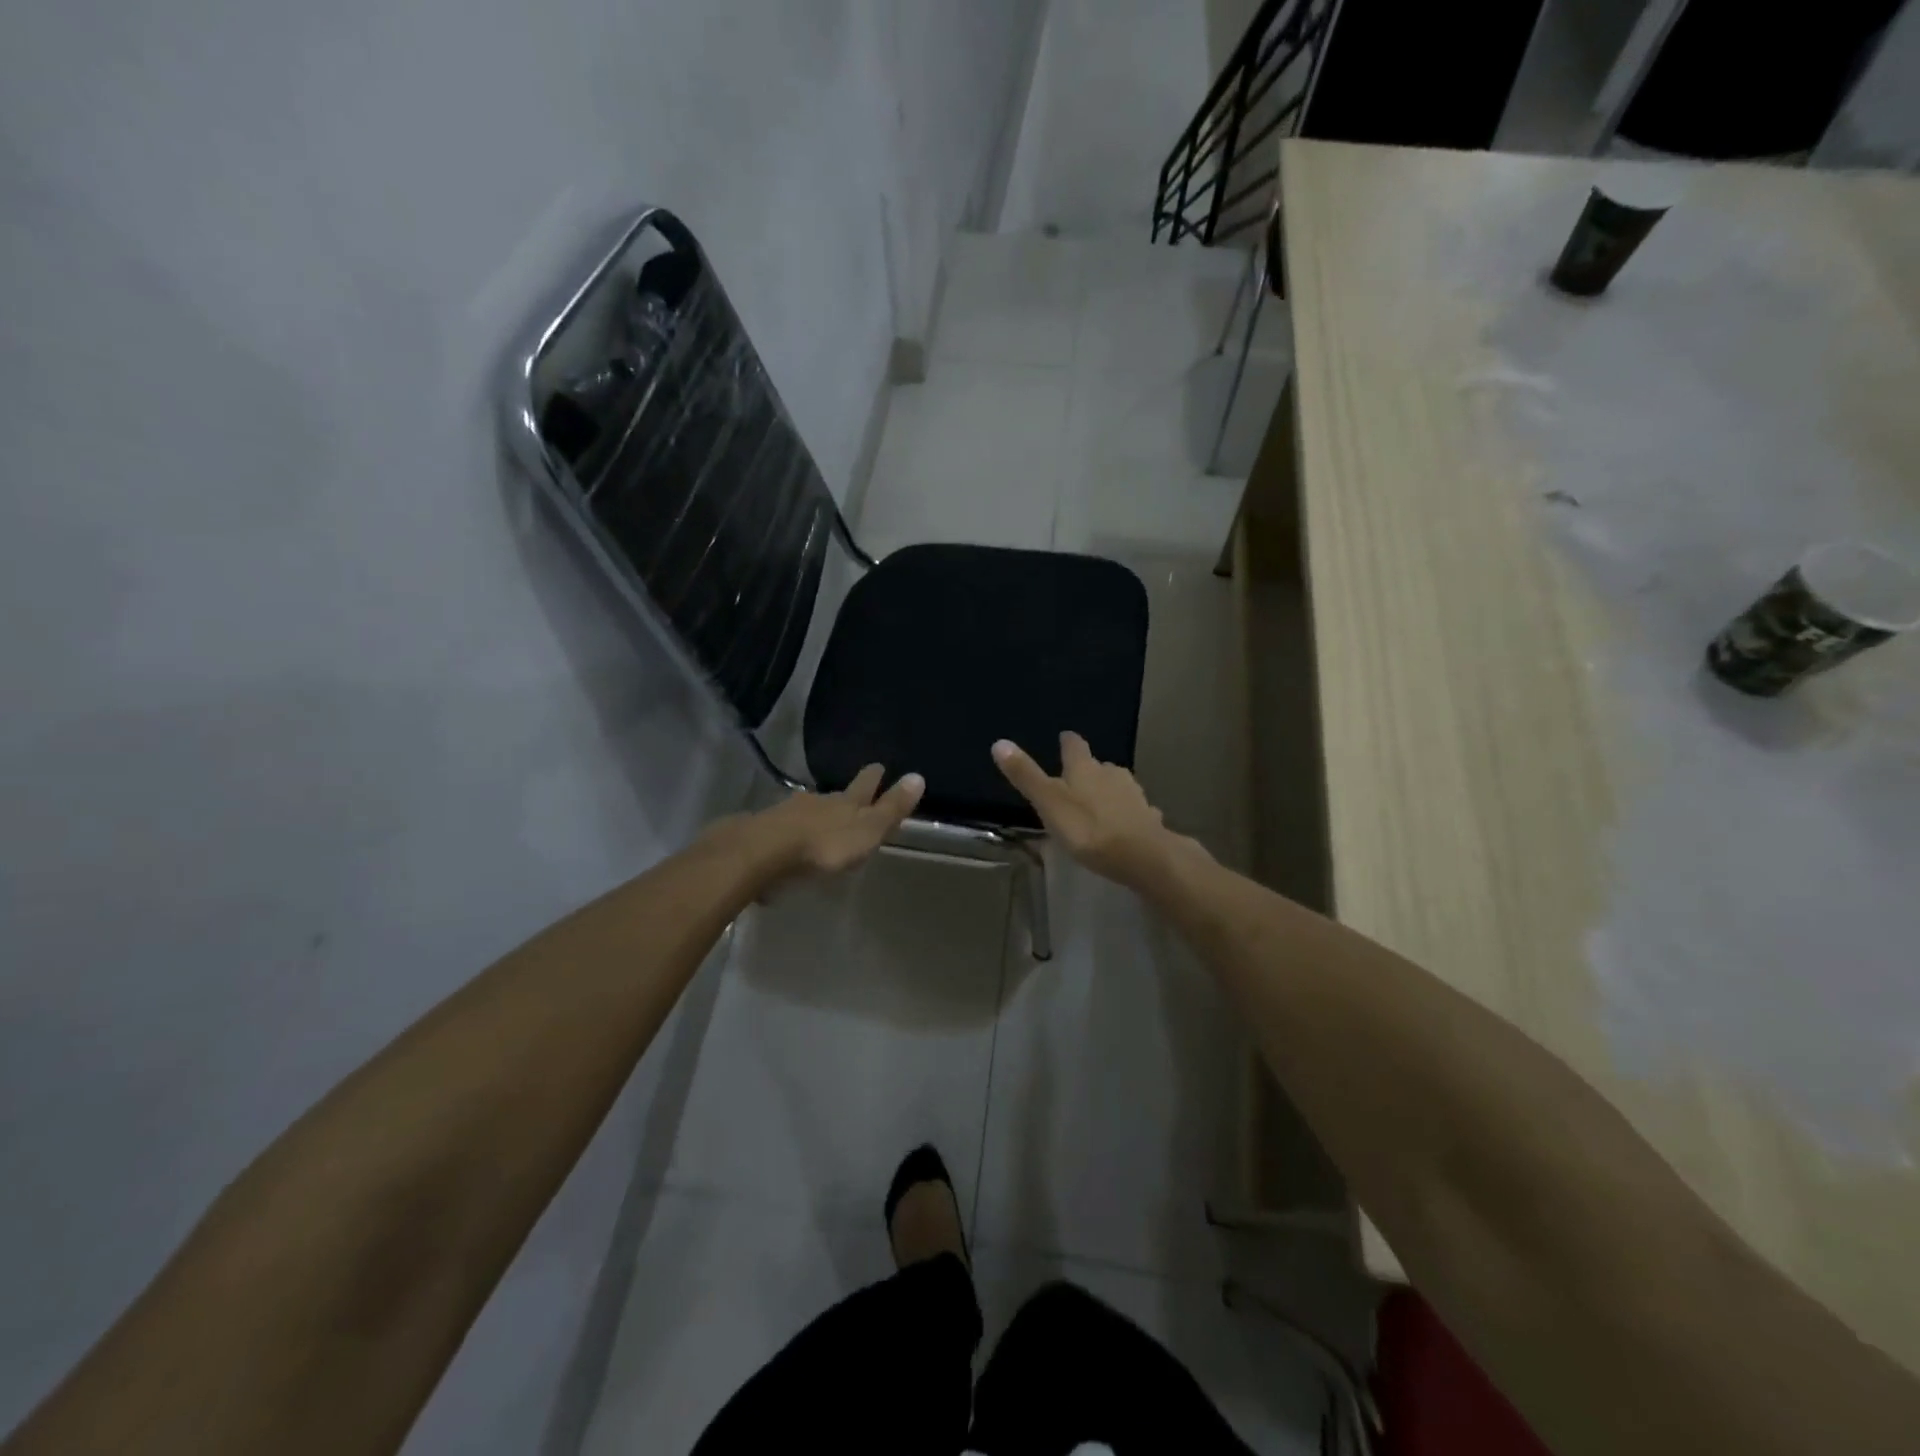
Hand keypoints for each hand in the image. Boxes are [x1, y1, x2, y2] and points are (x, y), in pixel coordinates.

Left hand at [738, 764, 924, 884]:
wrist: (761, 853)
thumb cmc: (823, 846)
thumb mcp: (866, 830)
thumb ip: (891, 808)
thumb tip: (918, 776)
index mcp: (845, 803)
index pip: (864, 786)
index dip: (873, 778)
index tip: (879, 766)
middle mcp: (816, 803)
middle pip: (834, 797)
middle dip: (843, 797)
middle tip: (850, 796)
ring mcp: (787, 814)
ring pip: (807, 810)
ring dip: (815, 815)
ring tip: (820, 821)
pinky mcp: (763, 832)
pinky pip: (784, 827)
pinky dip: (791, 832)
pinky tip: (790, 841)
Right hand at [991, 733, 1203, 888]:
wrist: (1142, 856)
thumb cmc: (1088, 828)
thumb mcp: (1048, 802)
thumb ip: (1026, 775)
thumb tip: (999, 742)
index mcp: (1085, 768)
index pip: (1074, 746)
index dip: (1068, 742)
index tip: (1064, 738)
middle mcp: (1111, 774)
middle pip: (1098, 765)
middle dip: (1088, 770)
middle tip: (1075, 778)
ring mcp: (1134, 795)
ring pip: (1118, 786)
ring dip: (1107, 791)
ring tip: (1096, 803)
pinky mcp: (1149, 818)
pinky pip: (1134, 810)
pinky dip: (1125, 813)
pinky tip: (1123, 824)